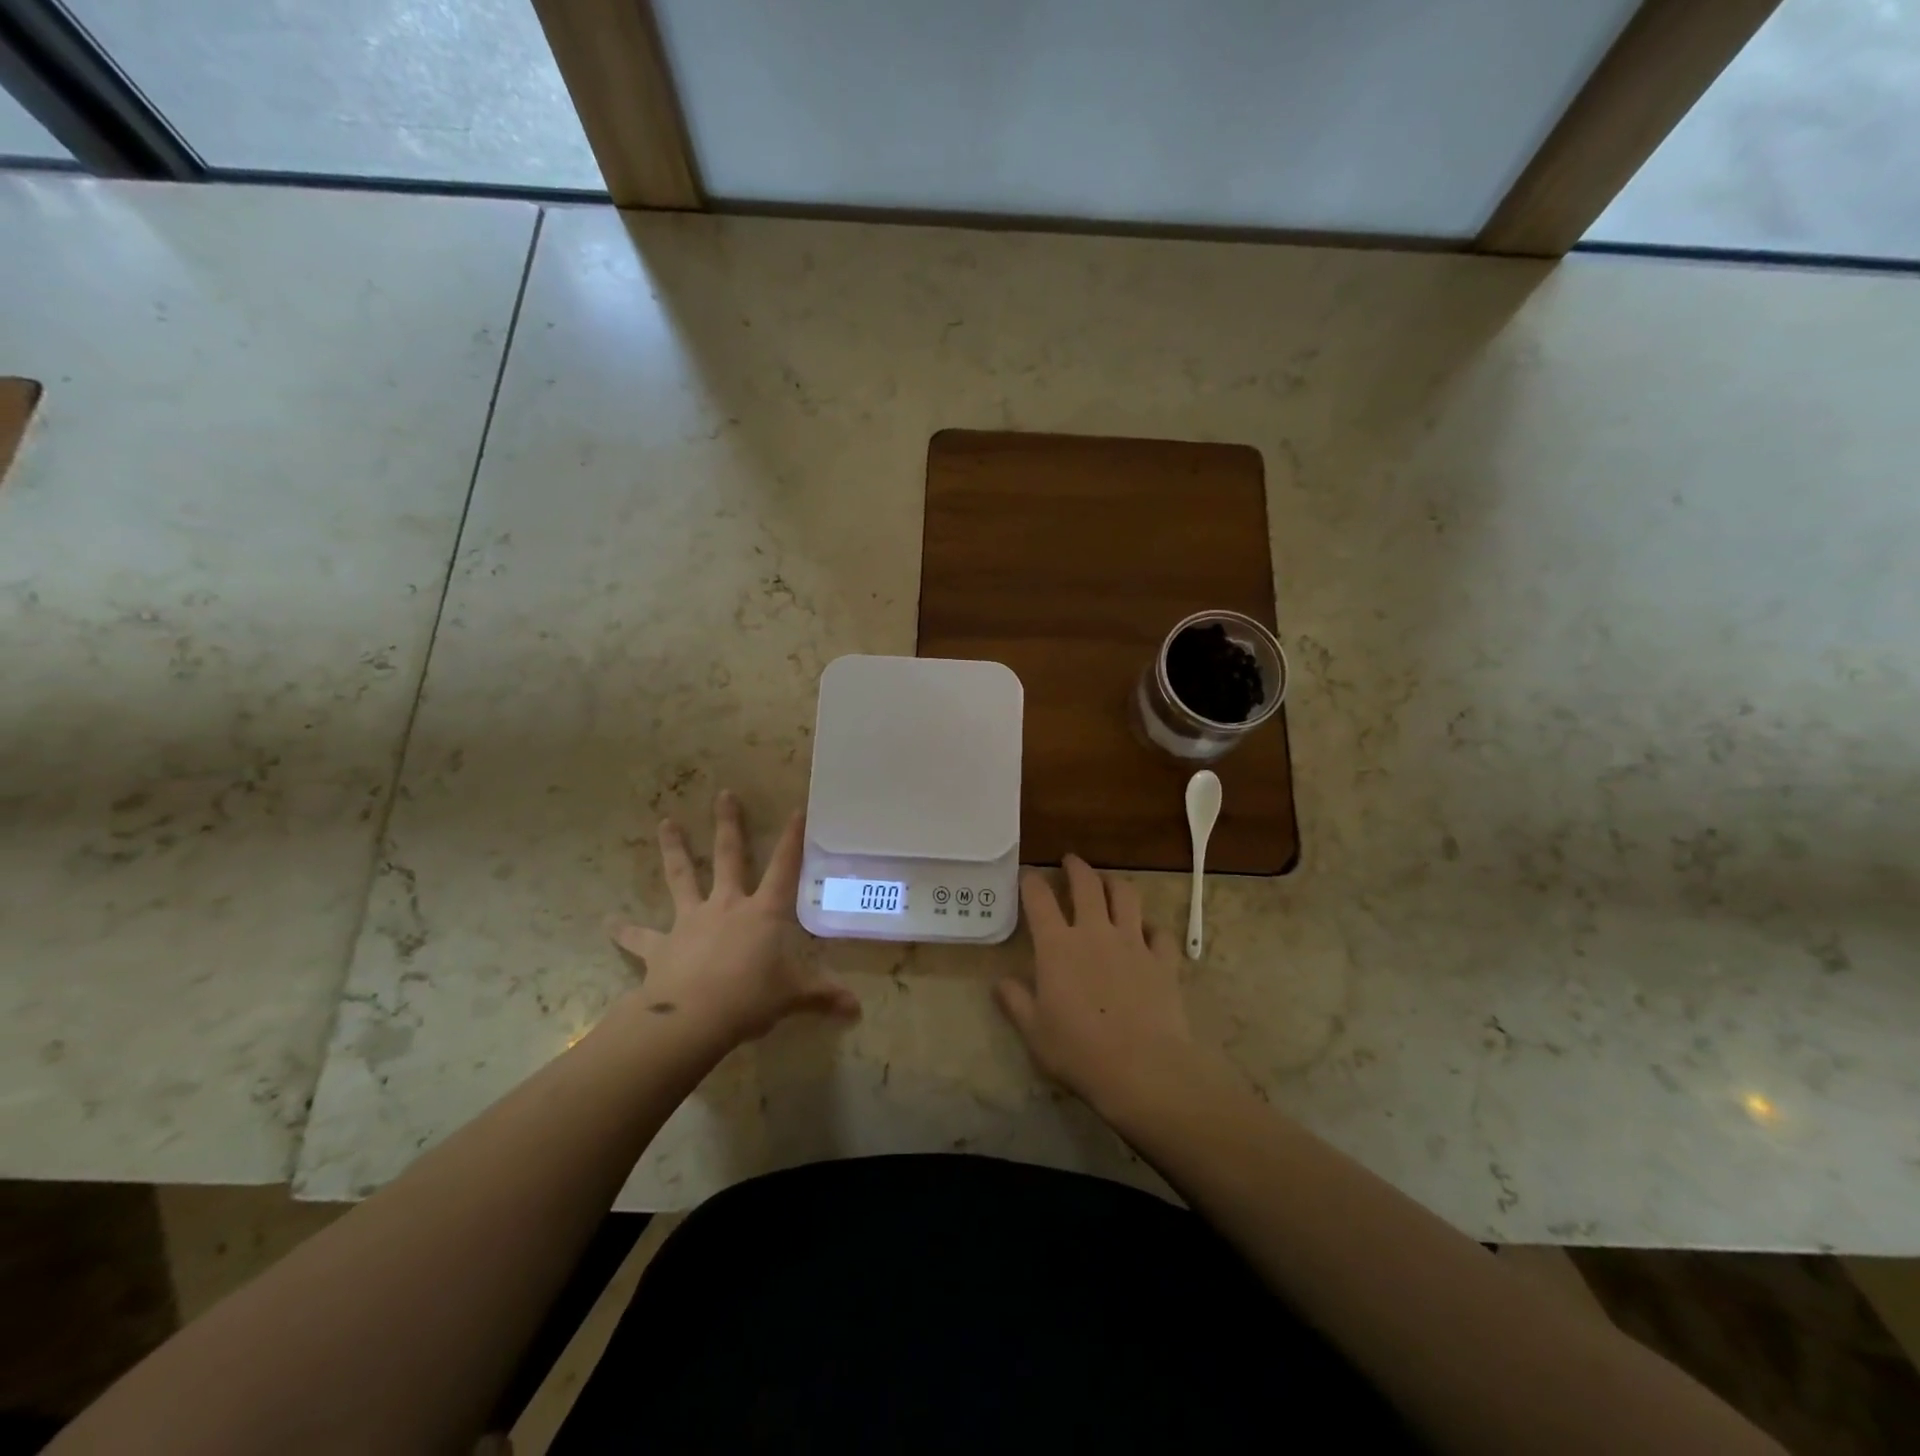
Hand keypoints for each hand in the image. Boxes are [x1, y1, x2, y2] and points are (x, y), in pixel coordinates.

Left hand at [610, 791, 859, 1047]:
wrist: (693, 1017)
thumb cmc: (751, 997)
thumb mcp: (794, 996)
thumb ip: (823, 996)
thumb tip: (857, 1010)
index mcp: (763, 912)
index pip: (784, 867)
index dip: (792, 839)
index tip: (796, 809)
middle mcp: (726, 905)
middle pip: (728, 856)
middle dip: (728, 824)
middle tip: (724, 794)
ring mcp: (690, 921)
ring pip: (682, 877)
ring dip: (674, 850)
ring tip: (664, 823)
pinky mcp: (661, 946)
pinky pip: (639, 937)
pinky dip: (624, 931)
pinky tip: (608, 923)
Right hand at [994, 854, 1194, 1110]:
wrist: (1143, 1069)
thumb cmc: (1079, 1051)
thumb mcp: (1035, 1032)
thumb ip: (1016, 1002)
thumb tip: (1000, 983)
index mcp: (1057, 946)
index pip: (1039, 900)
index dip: (1031, 882)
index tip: (1028, 874)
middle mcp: (1095, 932)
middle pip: (1086, 885)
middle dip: (1076, 867)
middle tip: (1070, 861)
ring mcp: (1133, 943)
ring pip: (1126, 896)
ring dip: (1115, 883)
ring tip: (1109, 882)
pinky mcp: (1163, 960)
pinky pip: (1159, 933)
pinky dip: (1152, 927)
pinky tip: (1148, 932)